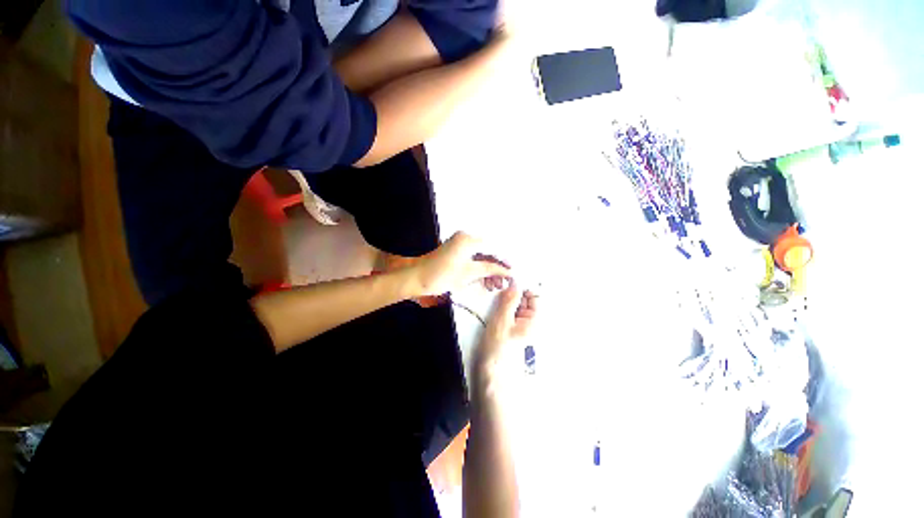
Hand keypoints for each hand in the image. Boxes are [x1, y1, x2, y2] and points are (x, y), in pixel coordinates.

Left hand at [410, 232, 511, 297]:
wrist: (417, 278)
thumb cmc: (442, 275)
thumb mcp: (469, 272)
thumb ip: (490, 268)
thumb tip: (508, 270)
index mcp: (468, 239)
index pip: (494, 247)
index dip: (505, 260)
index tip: (513, 271)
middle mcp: (466, 237)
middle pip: (489, 251)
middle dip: (497, 266)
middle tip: (504, 281)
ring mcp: (461, 244)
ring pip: (482, 256)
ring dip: (489, 268)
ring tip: (496, 284)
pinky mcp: (457, 251)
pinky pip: (474, 258)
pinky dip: (480, 268)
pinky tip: (486, 280)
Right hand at [476, 282, 537, 374]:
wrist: (492, 375)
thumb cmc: (499, 352)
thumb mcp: (502, 321)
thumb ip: (509, 300)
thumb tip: (515, 282)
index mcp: (534, 320)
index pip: (534, 295)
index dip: (523, 285)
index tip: (509, 280)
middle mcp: (531, 322)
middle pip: (525, 299)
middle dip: (513, 292)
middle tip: (498, 287)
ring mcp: (521, 327)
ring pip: (516, 305)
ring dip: (506, 300)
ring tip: (495, 298)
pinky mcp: (512, 330)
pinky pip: (510, 313)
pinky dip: (503, 308)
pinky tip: (494, 309)